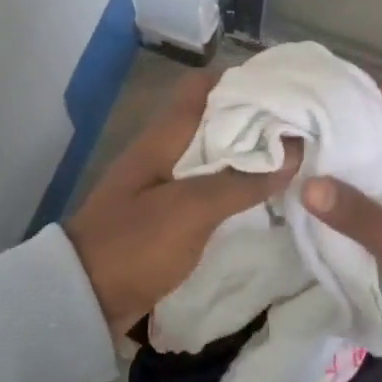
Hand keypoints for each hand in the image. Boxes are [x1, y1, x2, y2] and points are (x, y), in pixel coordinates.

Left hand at [67, 70, 301, 332]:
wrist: (81, 300)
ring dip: (247, 155)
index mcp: (162, 137)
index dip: (241, 81)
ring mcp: (163, 184)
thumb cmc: (134, 244)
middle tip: (300, 128)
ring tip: (292, 159)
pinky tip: (262, 196)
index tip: (283, 90)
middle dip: (254, 120)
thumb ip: (241, 181)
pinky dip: (235, 185)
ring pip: (213, 155)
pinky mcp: (167, 214)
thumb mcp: (191, 210)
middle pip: (212, 120)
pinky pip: (208, 187)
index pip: (201, 87)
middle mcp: (163, 152)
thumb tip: (294, 150)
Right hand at [299, 87, 381, 334]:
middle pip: (381, 135)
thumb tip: (306, 182)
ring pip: (377, 167)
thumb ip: (358, 215)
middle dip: (342, 130)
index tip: (314, 91)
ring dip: (346, 163)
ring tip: (299, 154)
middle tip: (296, 125)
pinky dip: (354, 191)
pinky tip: (322, 195)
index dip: (355, 96)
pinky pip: (378, 194)